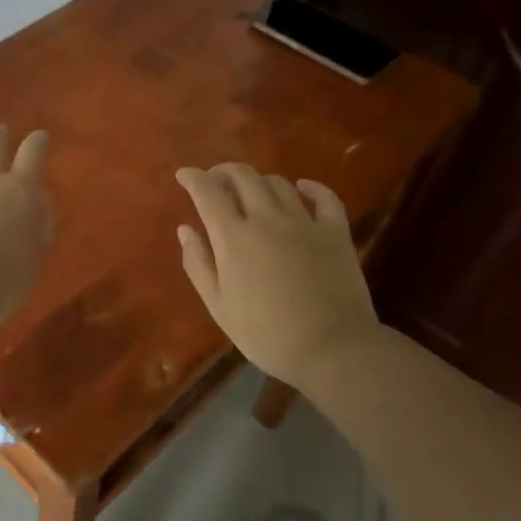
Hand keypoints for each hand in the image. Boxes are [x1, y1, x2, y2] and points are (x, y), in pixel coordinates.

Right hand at [175, 163, 379, 381]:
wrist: (332, 349)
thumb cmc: (266, 334)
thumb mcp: (219, 306)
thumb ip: (198, 263)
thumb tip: (185, 229)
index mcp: (233, 237)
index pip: (207, 192)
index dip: (192, 178)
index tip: (184, 174)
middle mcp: (266, 218)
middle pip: (243, 176)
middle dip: (224, 171)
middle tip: (216, 180)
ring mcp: (304, 222)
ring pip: (278, 183)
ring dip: (259, 180)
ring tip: (252, 192)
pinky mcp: (335, 232)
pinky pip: (324, 197)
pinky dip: (311, 187)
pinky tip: (303, 188)